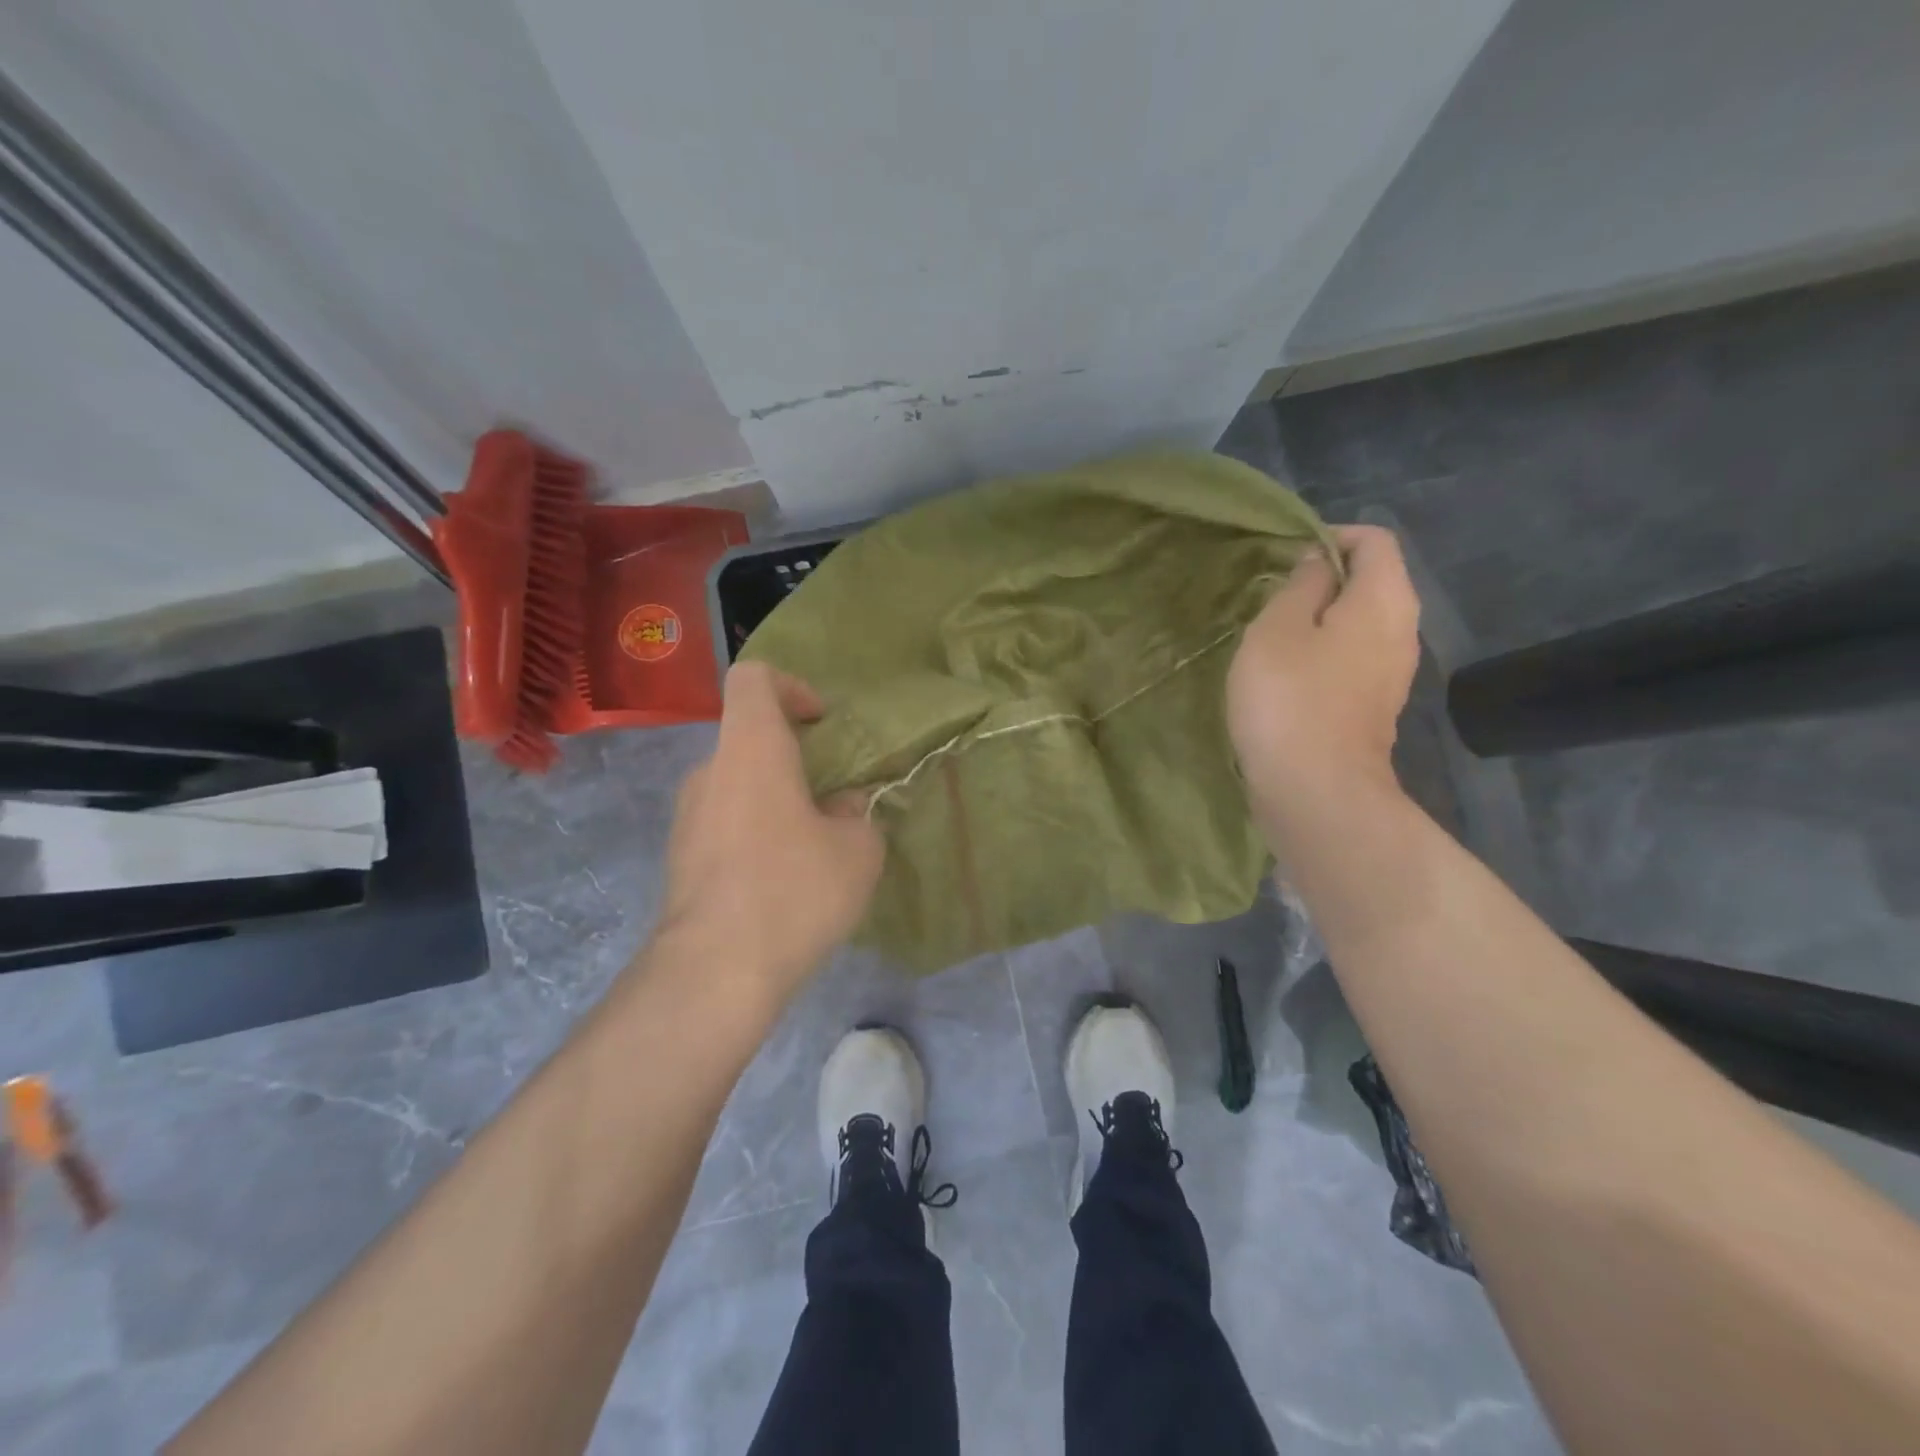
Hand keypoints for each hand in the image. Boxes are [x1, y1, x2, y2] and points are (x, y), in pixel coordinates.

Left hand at [654, 663, 884, 999]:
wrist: (715, 972)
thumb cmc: (794, 890)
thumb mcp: (858, 850)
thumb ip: (857, 814)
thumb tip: (841, 808)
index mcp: (751, 749)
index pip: (753, 678)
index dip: (791, 686)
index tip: (820, 722)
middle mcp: (709, 771)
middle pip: (749, 738)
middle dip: (793, 757)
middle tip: (832, 795)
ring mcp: (687, 817)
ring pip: (738, 785)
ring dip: (776, 799)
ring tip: (814, 845)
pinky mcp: (680, 858)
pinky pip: (724, 824)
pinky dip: (755, 832)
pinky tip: (782, 880)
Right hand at [1226, 524, 1420, 813]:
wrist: (1316, 791)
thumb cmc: (1290, 699)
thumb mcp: (1277, 628)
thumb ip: (1299, 586)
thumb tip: (1318, 563)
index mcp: (1385, 599)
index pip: (1374, 540)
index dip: (1330, 536)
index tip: (1284, 558)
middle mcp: (1402, 630)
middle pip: (1372, 582)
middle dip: (1323, 580)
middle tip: (1271, 598)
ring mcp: (1392, 674)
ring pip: (1360, 624)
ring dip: (1319, 621)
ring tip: (1272, 636)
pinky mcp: (1374, 708)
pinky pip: (1353, 659)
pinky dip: (1324, 654)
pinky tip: (1287, 676)